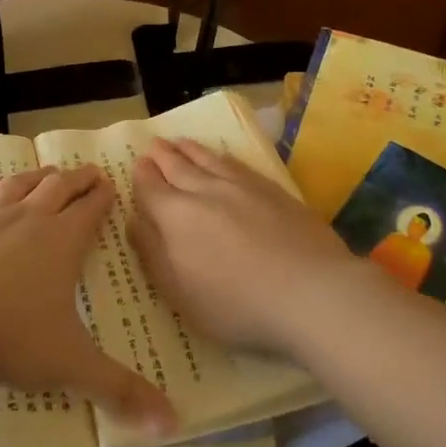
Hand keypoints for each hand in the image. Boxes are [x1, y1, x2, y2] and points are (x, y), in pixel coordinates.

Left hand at [0, 166, 174, 435]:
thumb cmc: (11, 340)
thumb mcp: (72, 366)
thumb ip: (121, 391)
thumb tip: (173, 424)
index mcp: (63, 242)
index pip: (90, 209)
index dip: (103, 196)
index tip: (111, 184)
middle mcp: (29, 219)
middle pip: (58, 187)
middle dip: (78, 179)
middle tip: (89, 172)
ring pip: (21, 184)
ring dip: (39, 176)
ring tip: (48, 173)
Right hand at [130, 137, 362, 355]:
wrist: (310, 292)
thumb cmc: (236, 304)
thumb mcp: (180, 293)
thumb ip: (153, 254)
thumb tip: (134, 220)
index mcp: (176, 217)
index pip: (151, 188)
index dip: (142, 176)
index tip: (137, 163)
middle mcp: (205, 192)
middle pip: (178, 167)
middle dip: (162, 155)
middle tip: (154, 143)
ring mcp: (242, 187)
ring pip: (208, 160)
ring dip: (190, 150)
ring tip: (180, 142)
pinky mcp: (273, 190)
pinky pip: (238, 164)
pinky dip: (223, 157)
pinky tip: (222, 157)